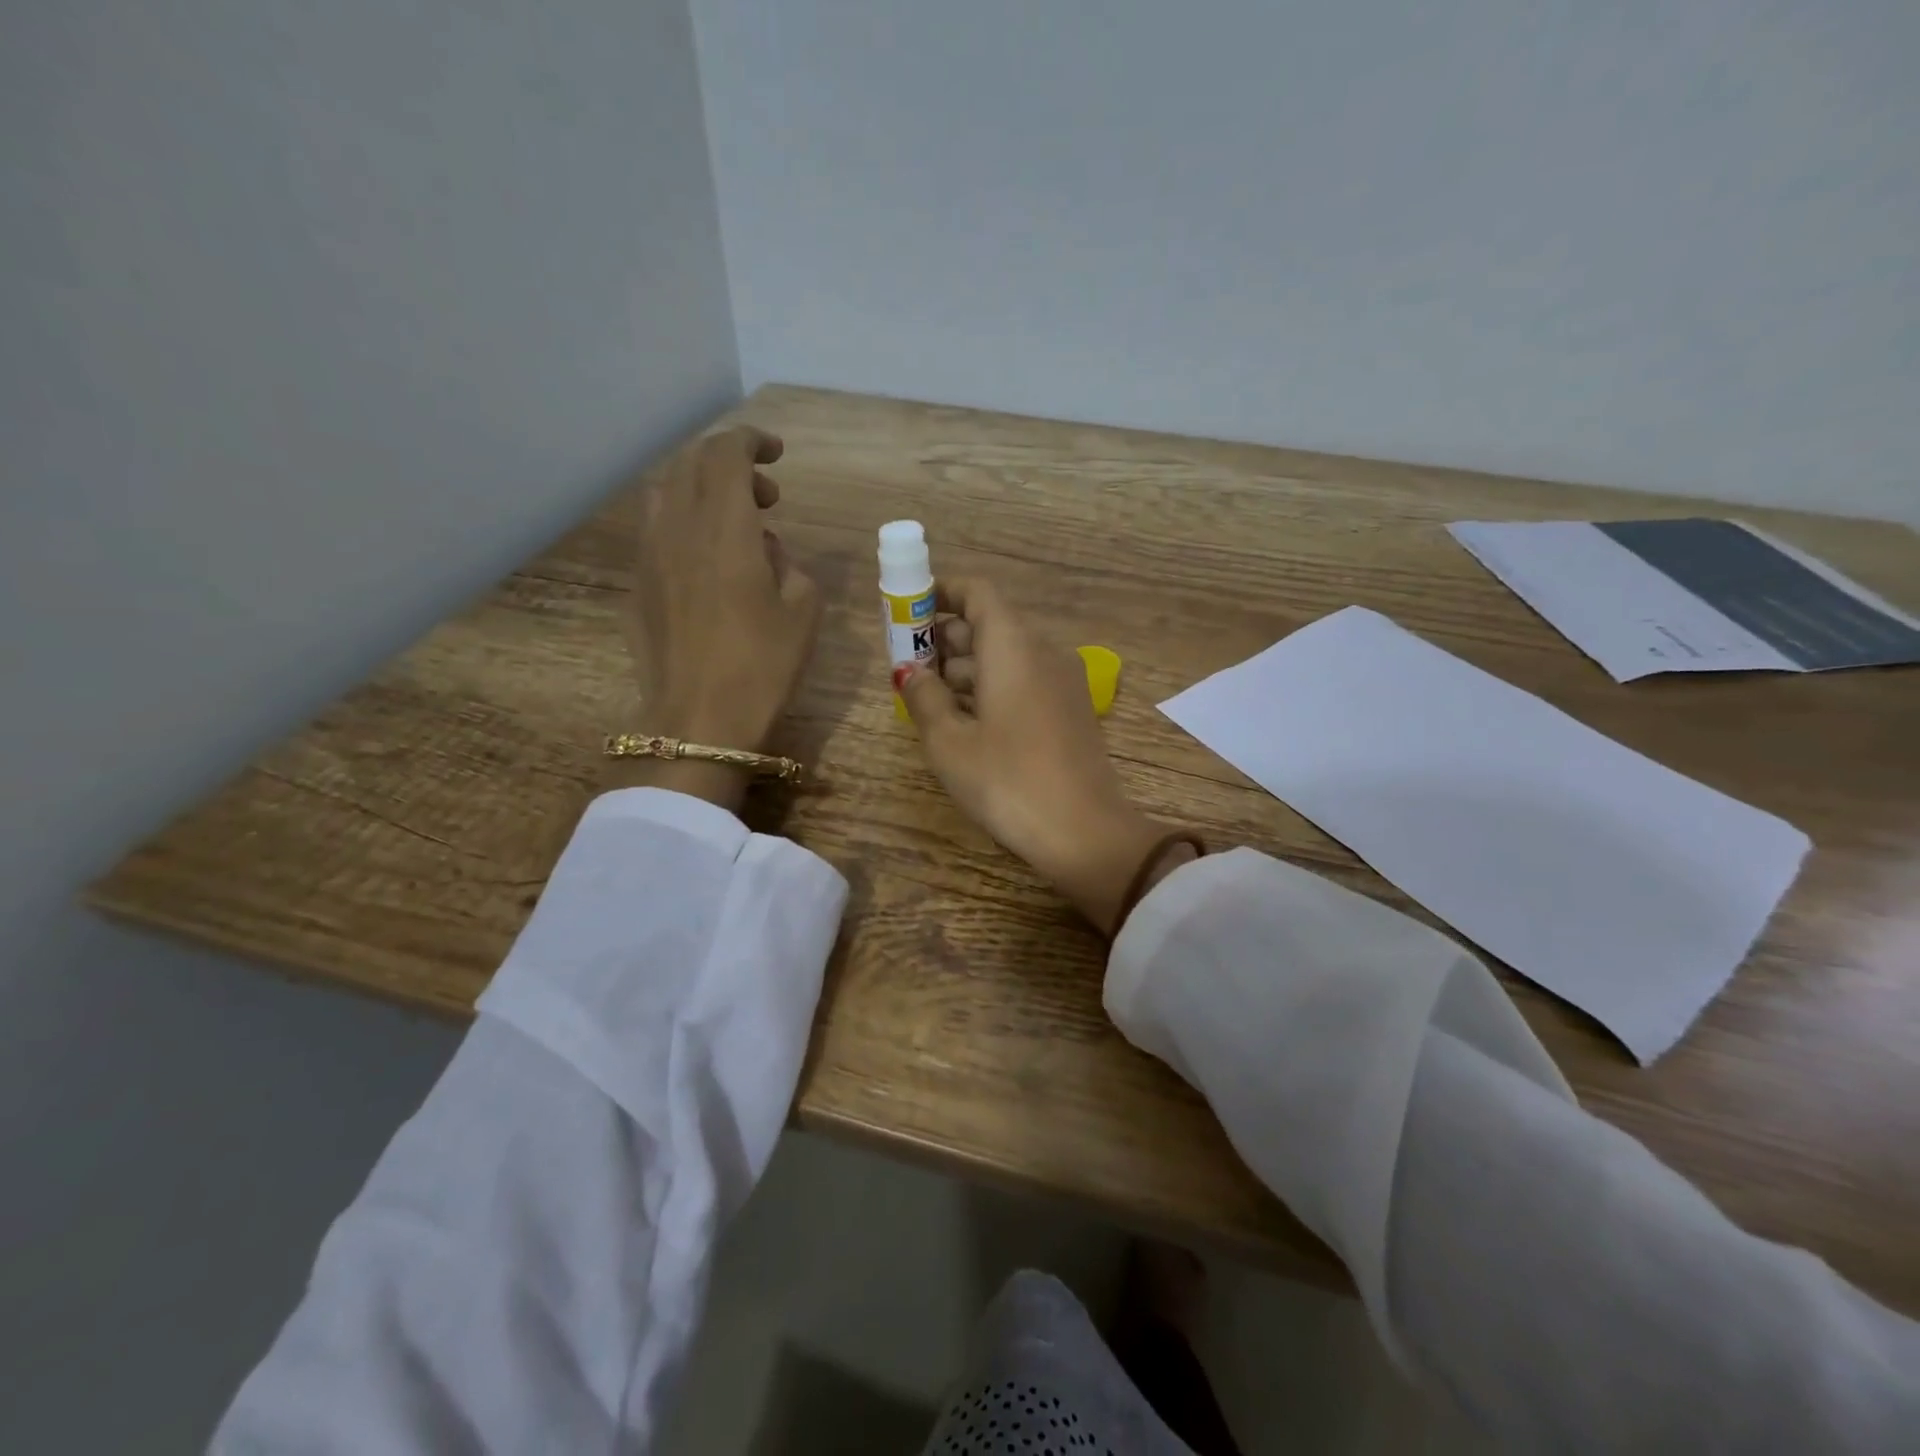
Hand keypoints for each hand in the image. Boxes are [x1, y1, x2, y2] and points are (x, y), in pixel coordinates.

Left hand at [612, 426, 820, 808]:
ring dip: (701, 490)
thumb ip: (788, 563)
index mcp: (724, 526)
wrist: (699, 721)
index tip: (776, 454)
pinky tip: (707, 560)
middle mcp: (678, 526)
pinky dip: (684, 523)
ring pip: (666, 492)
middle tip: (767, 495)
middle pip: (692, 464)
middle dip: (730, 463)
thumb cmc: (762, 666)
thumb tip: (763, 548)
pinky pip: (657, 530)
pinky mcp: (637, 584)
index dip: (751, 442)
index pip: (726, 453)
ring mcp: (649, 555)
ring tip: (734, 523)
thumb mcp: (803, 611)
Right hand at [898, 579, 1170, 933]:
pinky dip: (991, 688)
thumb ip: (924, 697)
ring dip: (966, 667)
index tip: (908, 612)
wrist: (1084, 832)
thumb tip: (909, 671)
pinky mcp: (1070, 711)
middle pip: (990, 624)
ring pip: (1007, 656)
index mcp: (1013, 646)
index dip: (940, 593)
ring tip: (927, 696)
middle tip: (907, 664)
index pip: (977, 592)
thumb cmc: (1008, 780)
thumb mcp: (950, 742)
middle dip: (945, 638)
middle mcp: (1043, 652)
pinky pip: (1024, 681)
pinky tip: (965, 720)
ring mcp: (1062, 682)